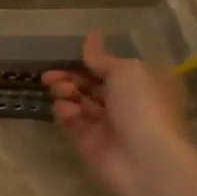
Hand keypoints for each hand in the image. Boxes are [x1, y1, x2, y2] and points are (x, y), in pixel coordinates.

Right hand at [43, 31, 187, 195]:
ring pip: (78, 100)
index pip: (111, 67)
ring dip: (65, 91)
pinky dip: (66, 113)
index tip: (68, 55)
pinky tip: (69, 113)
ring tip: (60, 90)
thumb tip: (91, 36)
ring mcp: (107, 122)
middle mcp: (126, 102)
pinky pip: (71, 120)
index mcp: (144, 82)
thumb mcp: (126, 71)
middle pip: (90, 83)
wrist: (145, 159)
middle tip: (51, 75)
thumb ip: (101, 58)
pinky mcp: (88, 140)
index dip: (89, 60)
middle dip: (70, 76)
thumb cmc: (143, 106)